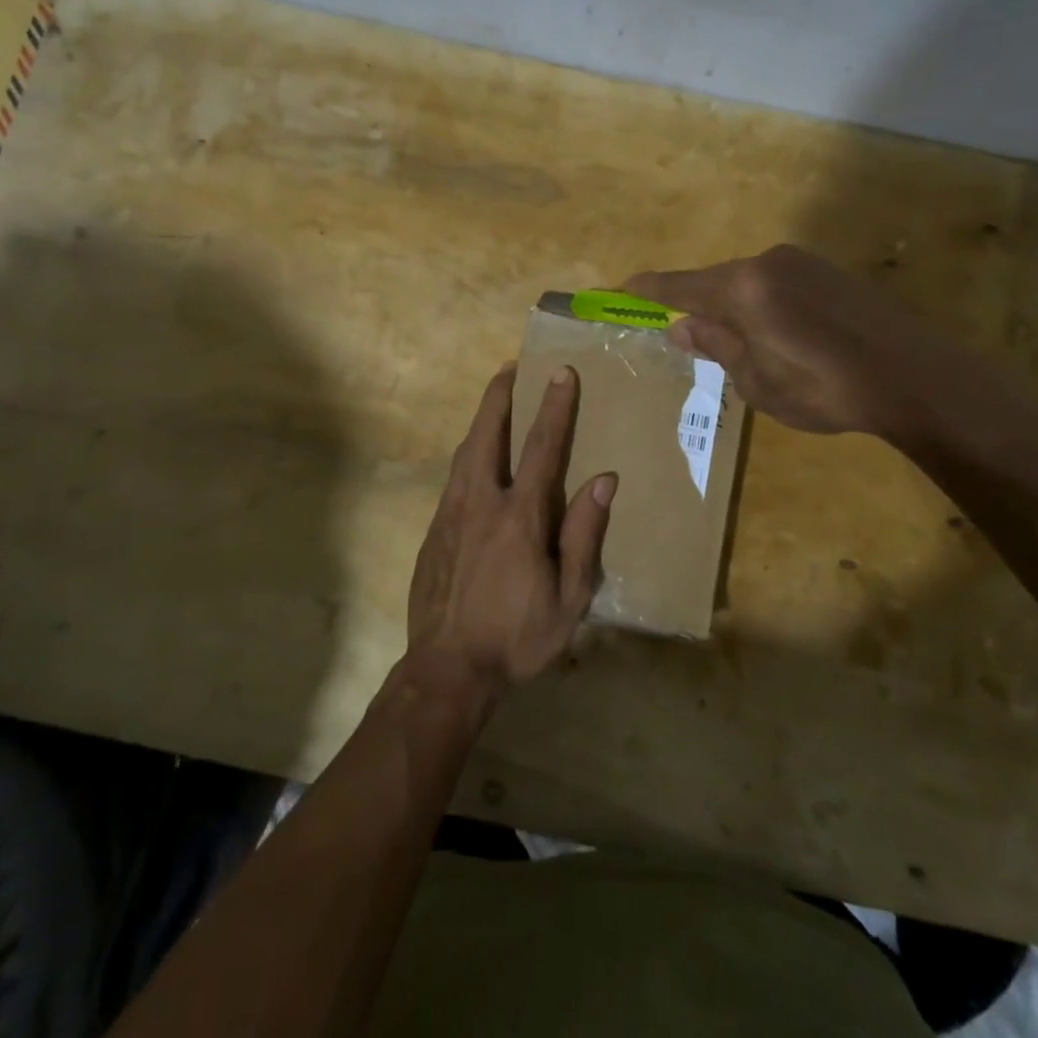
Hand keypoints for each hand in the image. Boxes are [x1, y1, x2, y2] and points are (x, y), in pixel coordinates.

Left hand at [405, 364, 615, 707]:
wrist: (447, 669)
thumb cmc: (517, 637)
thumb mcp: (569, 599)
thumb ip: (585, 536)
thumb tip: (604, 481)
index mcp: (519, 516)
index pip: (541, 448)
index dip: (553, 407)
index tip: (560, 372)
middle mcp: (480, 502)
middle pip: (487, 434)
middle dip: (499, 397)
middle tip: (509, 369)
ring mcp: (450, 515)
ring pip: (464, 453)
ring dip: (481, 422)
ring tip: (494, 404)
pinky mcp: (433, 531)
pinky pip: (453, 480)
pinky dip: (468, 456)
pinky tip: (476, 462)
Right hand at [626, 243, 985, 439]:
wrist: (915, 376)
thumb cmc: (826, 390)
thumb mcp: (759, 382)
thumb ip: (717, 347)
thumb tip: (681, 327)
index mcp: (744, 289)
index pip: (681, 286)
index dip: (649, 290)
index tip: (622, 288)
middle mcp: (769, 263)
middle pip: (716, 281)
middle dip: (697, 306)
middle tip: (687, 335)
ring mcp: (803, 263)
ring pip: (749, 282)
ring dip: (734, 307)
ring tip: (741, 346)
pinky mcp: (830, 271)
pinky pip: (777, 283)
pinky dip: (763, 304)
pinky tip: (780, 336)